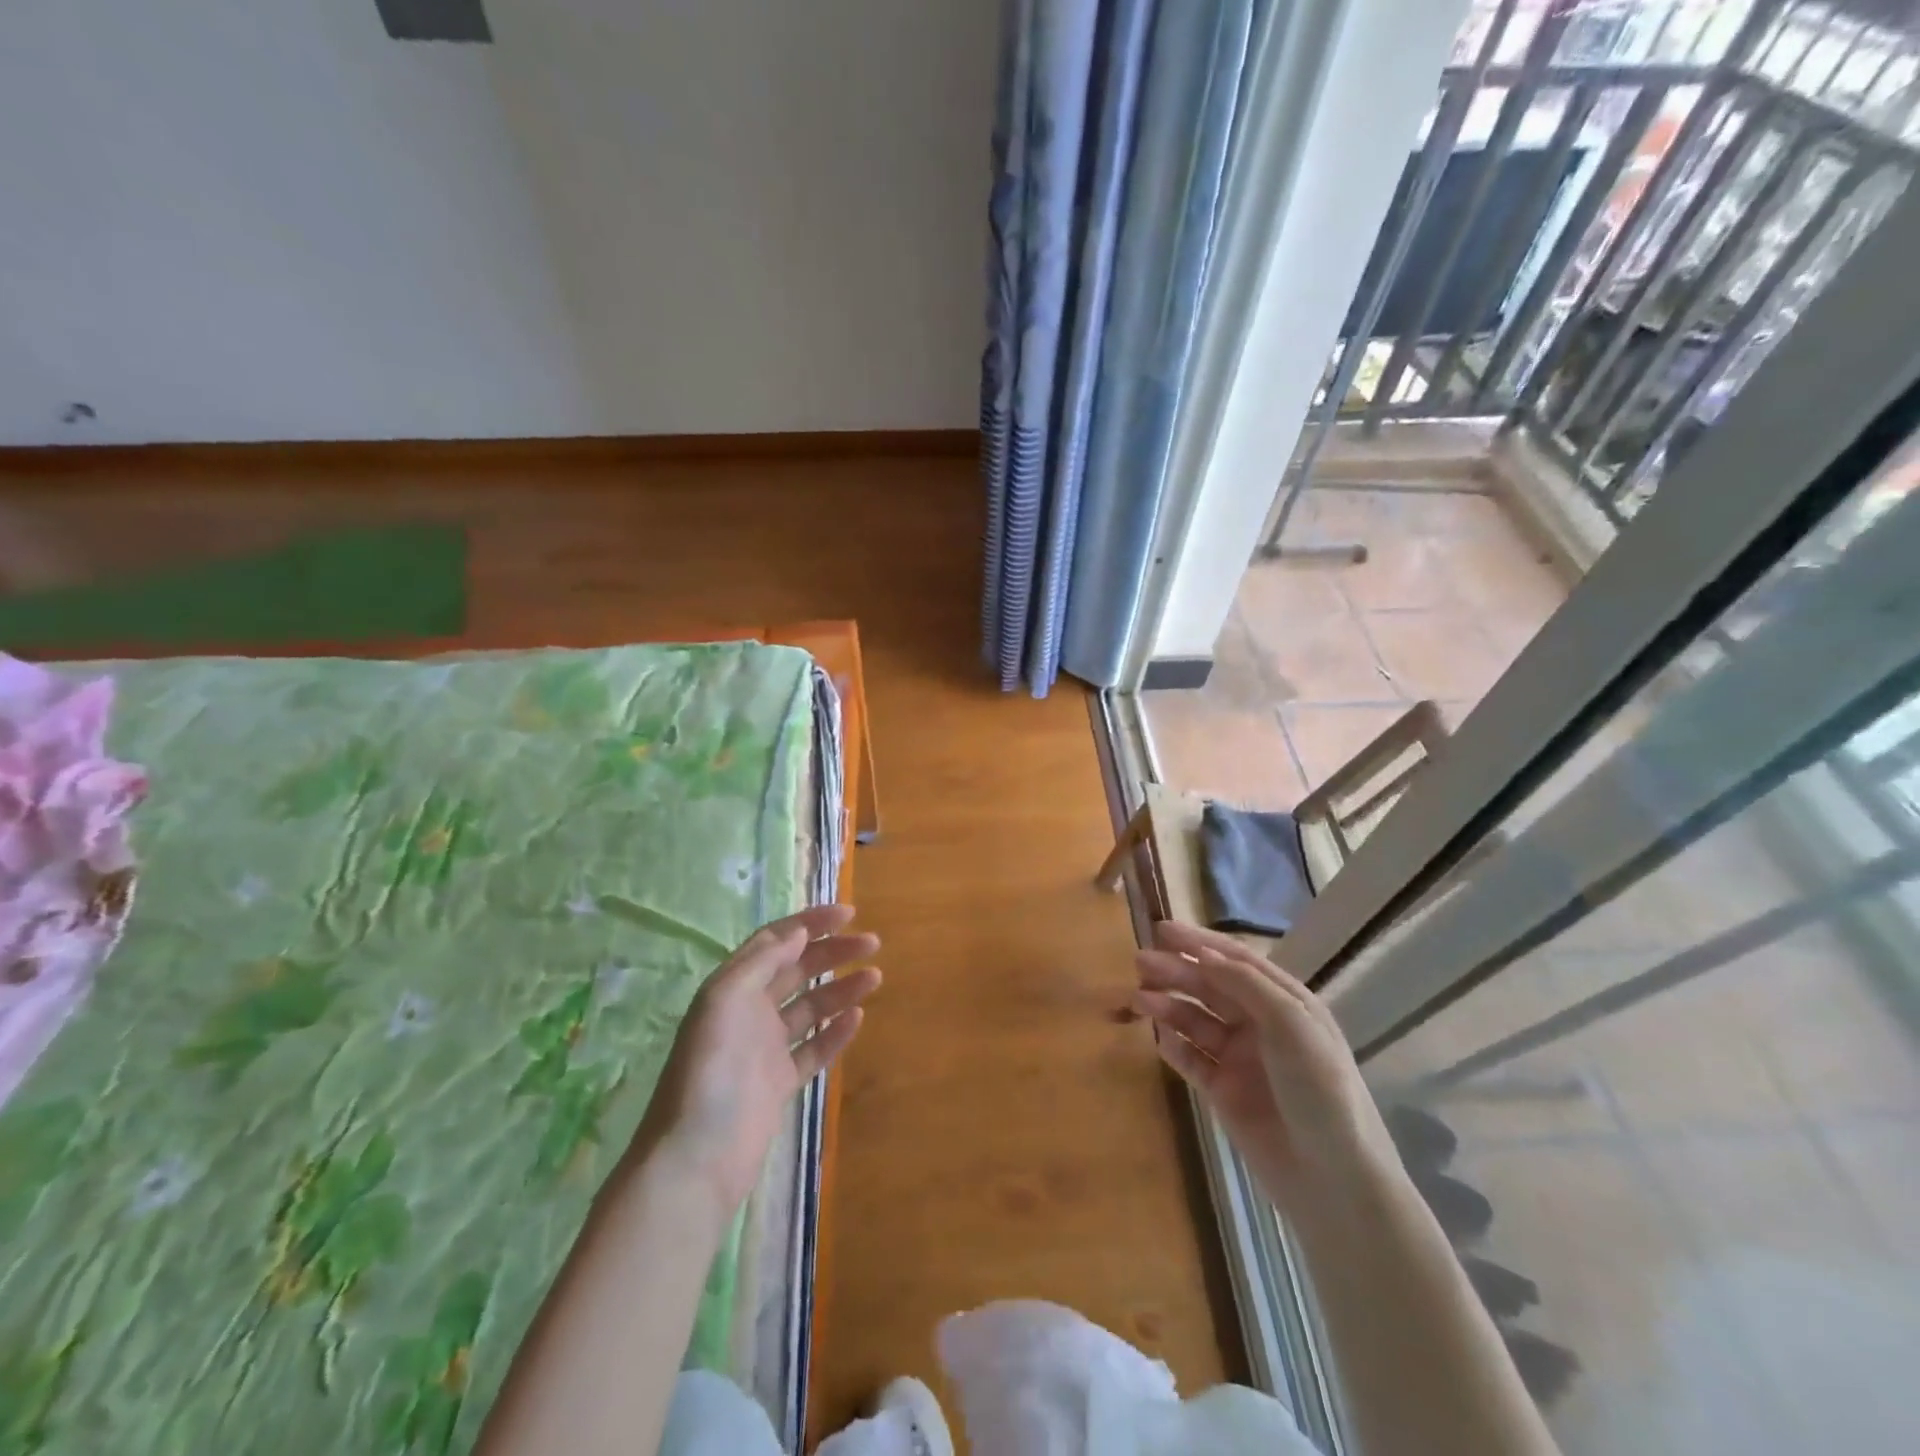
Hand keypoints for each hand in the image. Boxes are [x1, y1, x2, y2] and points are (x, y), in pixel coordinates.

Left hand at [632, 904, 879, 1219]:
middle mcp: (749, 1011)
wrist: (698, 1156)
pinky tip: (857, 1017)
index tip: (849, 914)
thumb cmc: (710, 1068)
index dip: (811, 922)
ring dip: (842, 989)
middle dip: (834, 952)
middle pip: (798, 969)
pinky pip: (813, 1048)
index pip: (776, 941)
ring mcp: (765, 1048)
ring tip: (875, 977)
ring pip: (811, 1007)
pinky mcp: (780, 1082)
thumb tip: (799, 931)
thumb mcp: (726, 999)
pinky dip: (835, 1031)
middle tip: (872, 944)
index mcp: (733, 986)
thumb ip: (762, 962)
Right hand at [1134, 921, 1398, 1215]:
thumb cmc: (1320, 1091)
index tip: (1161, 929)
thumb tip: (1203, 953)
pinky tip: (1157, 1036)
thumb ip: (1246, 984)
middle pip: (1210, 987)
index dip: (1199, 942)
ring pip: (1195, 1020)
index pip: (1235, 960)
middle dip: (1176, 971)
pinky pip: (1191, 1058)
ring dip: (1168, 1005)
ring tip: (1138, 999)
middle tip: (1139, 962)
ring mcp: (1239, 1058)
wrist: (1334, 1180)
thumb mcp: (1292, 1026)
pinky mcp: (1222, 1091)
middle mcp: (1260, 1024)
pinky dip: (1173, 1044)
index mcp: (1284, 1002)